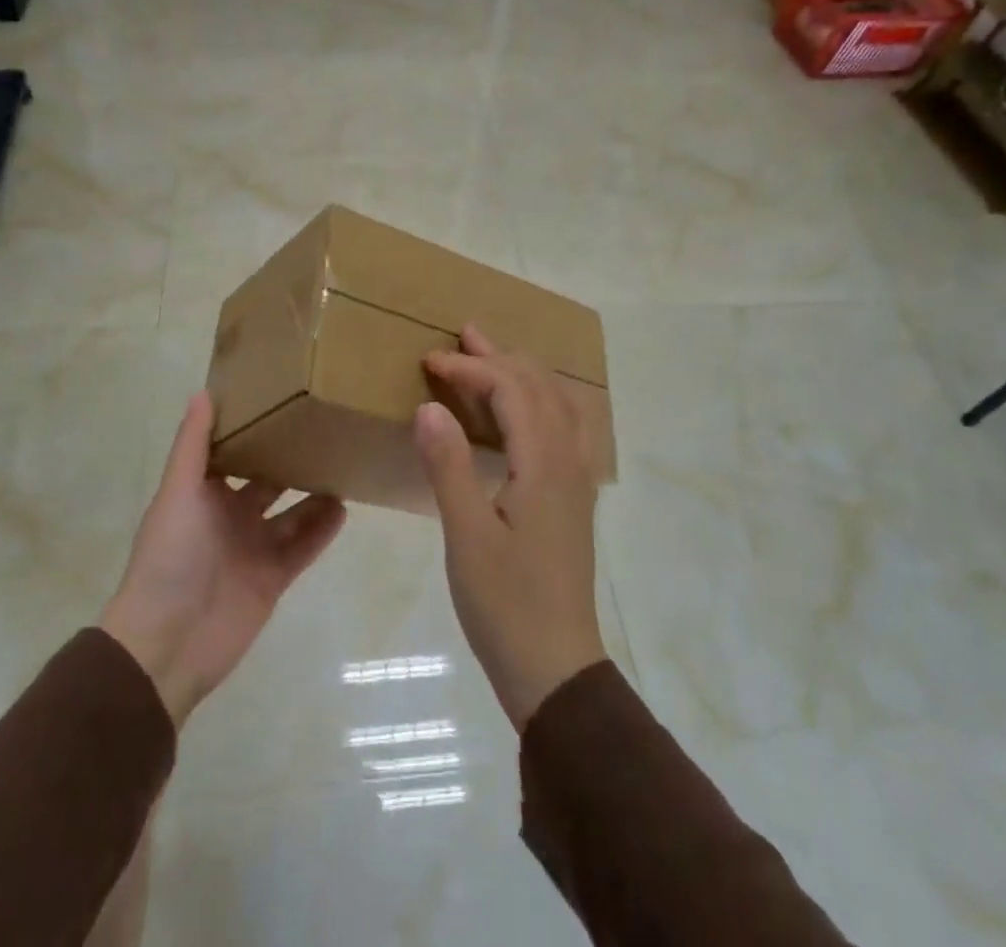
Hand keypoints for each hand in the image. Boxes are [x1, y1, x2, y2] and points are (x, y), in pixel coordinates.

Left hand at [100, 392, 346, 724]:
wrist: (167, 644)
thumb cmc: (170, 557)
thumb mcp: (178, 493)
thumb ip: (192, 446)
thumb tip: (204, 392)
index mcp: (204, 493)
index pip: (232, 452)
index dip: (252, 428)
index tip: (282, 397)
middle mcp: (230, 515)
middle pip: (268, 479)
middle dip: (291, 457)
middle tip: (327, 426)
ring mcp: (254, 547)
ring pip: (292, 511)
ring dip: (314, 491)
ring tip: (344, 461)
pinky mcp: (274, 577)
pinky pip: (304, 546)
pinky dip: (322, 528)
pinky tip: (344, 506)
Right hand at [418, 326, 607, 730]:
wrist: (556, 669)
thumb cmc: (506, 605)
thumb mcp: (467, 537)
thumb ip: (449, 467)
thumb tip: (430, 407)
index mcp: (544, 465)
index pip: (512, 390)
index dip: (470, 369)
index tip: (429, 362)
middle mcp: (568, 462)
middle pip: (541, 387)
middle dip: (500, 356)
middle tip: (462, 336)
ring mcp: (576, 480)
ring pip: (558, 403)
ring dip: (523, 373)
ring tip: (491, 358)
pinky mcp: (572, 499)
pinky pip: (562, 426)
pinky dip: (538, 400)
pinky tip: (520, 412)